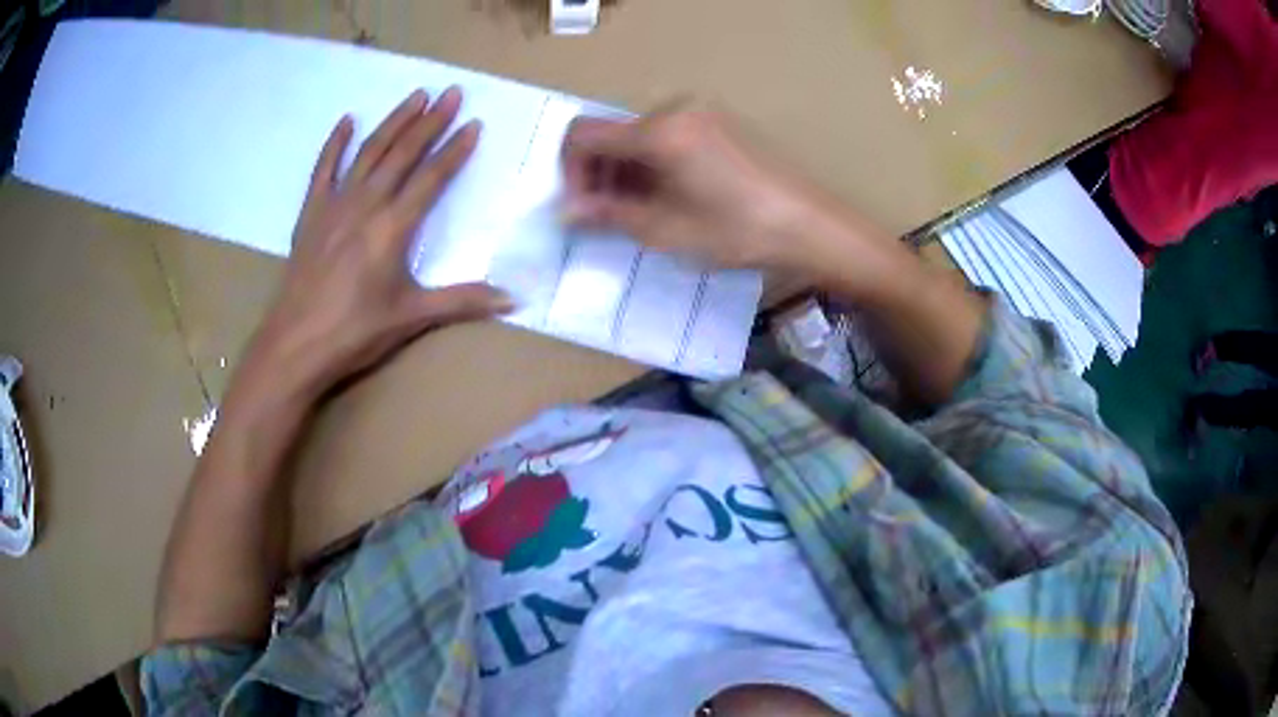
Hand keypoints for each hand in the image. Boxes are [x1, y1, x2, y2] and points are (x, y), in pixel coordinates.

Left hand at [252, 88, 512, 393]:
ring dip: (393, 122)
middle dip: (429, 121)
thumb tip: (514, 300)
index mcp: (393, 228)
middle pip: (402, 154)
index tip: (474, 124)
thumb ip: (462, 301)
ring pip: (369, 152)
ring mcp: (334, 205)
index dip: (455, 150)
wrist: (295, 345)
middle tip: (451, 92)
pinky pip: (323, 169)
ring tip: (414, 96)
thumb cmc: (355, 332)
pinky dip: (335, 144)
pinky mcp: (310, 214)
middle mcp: (366, 205)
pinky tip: (347, 121)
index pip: (431, 178)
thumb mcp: (411, 317)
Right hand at [561, 107, 885, 280]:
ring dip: (627, 173)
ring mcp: (701, 113)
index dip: (571, 172)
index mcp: (659, 130)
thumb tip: (566, 211)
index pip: (585, 135)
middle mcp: (676, 109)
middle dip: (601, 176)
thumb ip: (608, 214)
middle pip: (613, 134)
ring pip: (639, 137)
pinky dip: (655, 165)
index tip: (583, 208)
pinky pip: (668, 137)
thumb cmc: (738, 231)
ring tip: (642, 215)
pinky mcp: (720, 123)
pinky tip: (670, 198)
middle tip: (610, 220)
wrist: (810, 225)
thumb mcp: (665, 229)